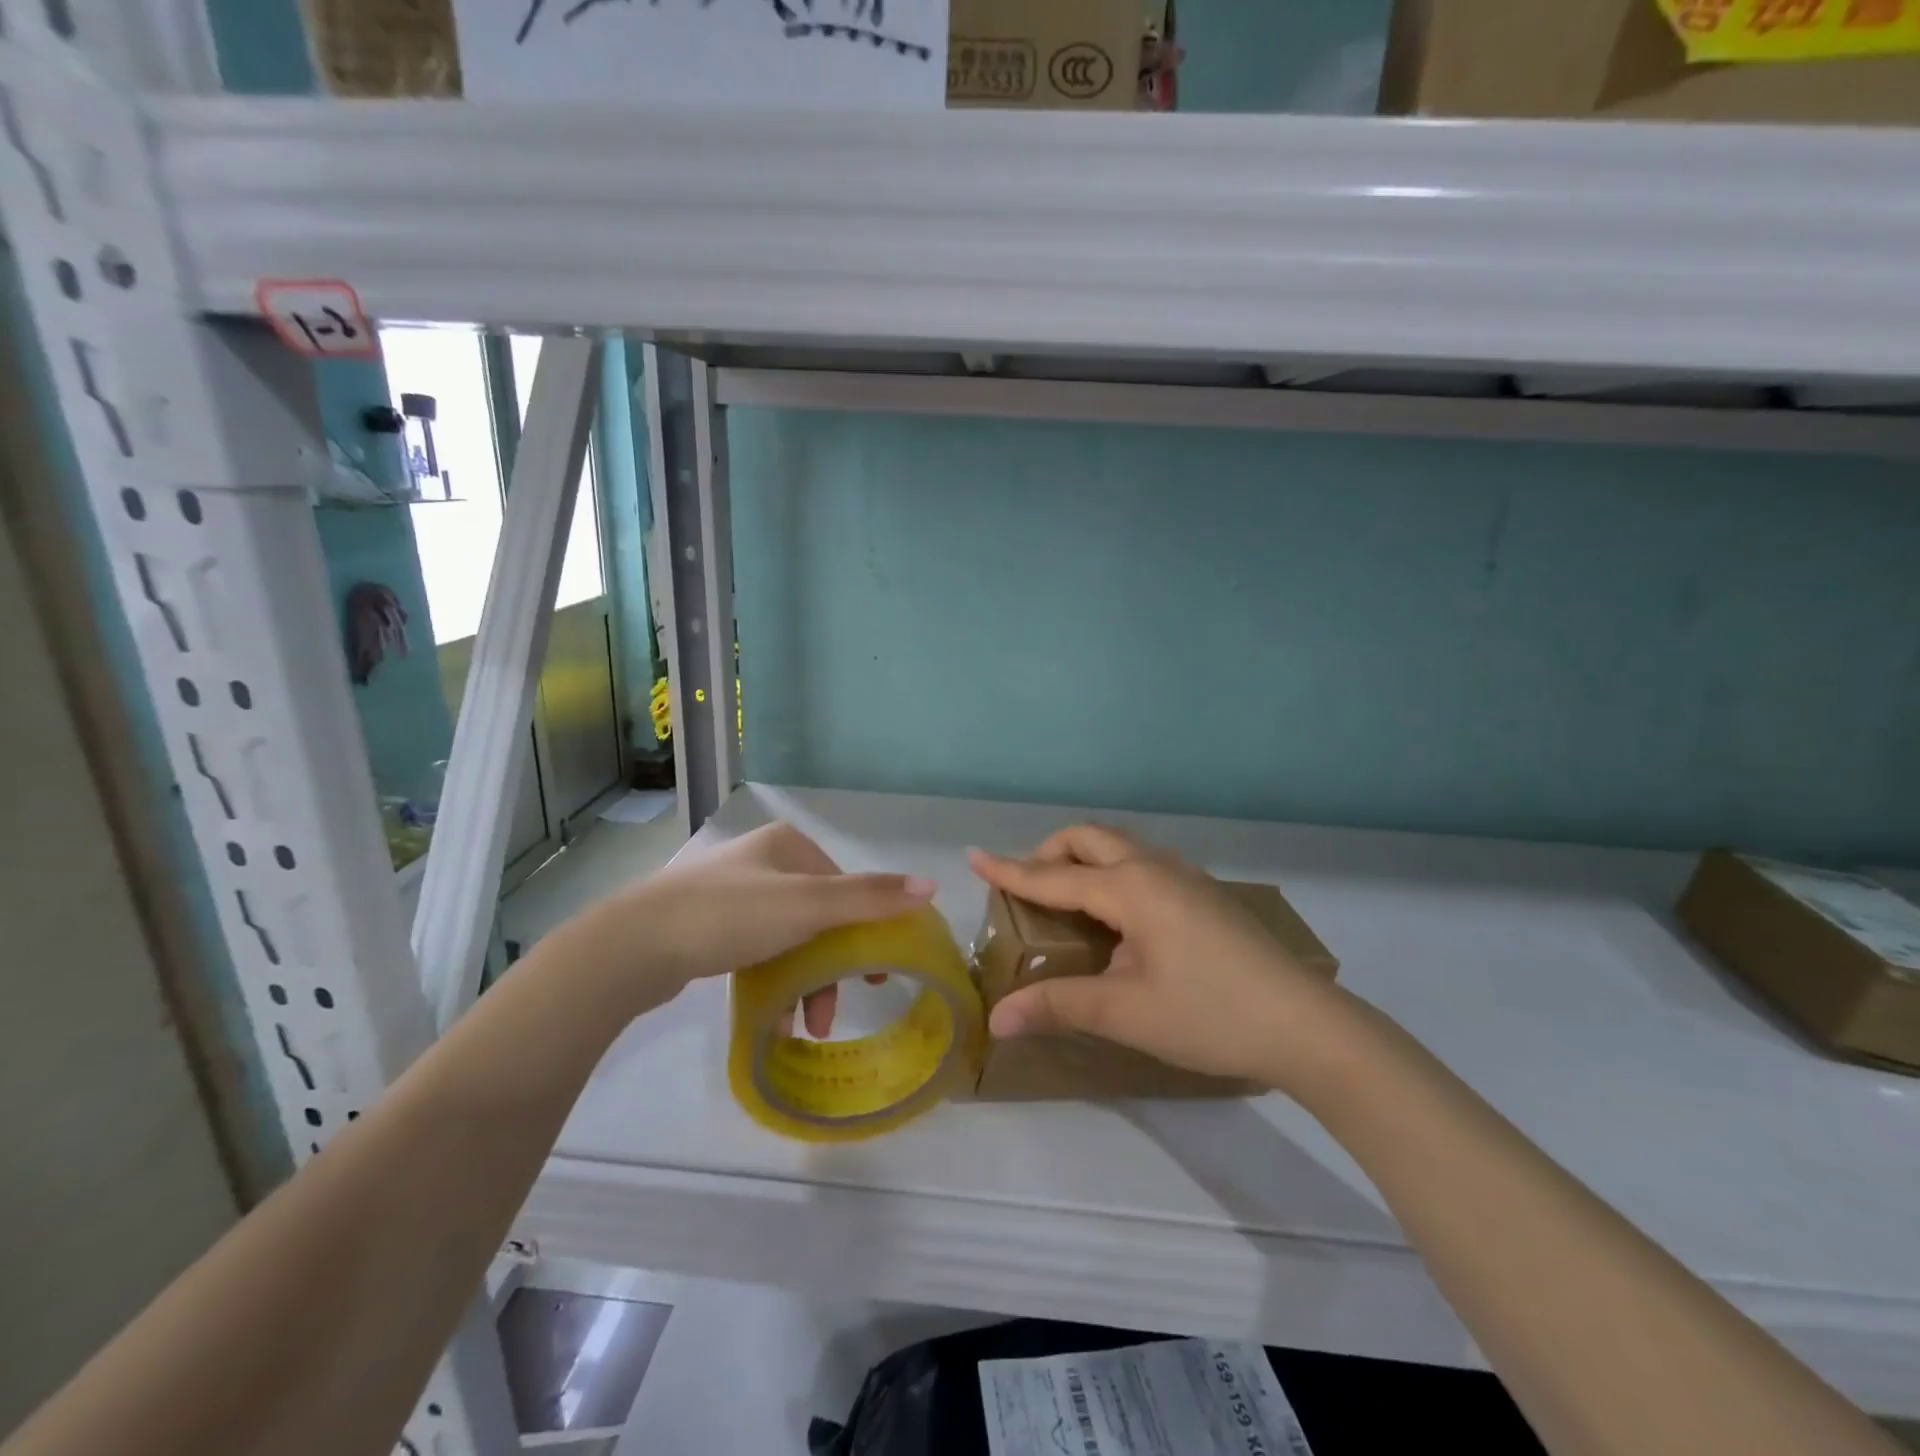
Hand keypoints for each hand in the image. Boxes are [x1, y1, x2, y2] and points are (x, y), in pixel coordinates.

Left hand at [560, 822, 932, 1017]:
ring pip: (789, 938)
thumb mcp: (809, 905)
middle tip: (835, 1009)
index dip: (864, 931)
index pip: (844, 887)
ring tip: (803, 1026)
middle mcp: (763, 862)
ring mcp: (733, 893)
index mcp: (788, 845)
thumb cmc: (731, 916)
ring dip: (803, 982)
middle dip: (830, 967)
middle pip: (818, 916)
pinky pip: (758, 951)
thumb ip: (870, 897)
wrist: (635, 946)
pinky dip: (774, 981)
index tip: (870, 977)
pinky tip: (775, 1016)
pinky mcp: (709, 926)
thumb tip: (932, 886)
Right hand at [969, 826, 1352, 1090]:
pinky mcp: (1205, 894)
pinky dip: (1113, 871)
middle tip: (1027, 884)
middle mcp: (1156, 868)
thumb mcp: (1125, 1012)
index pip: (1054, 875)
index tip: (973, 856)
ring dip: (1085, 858)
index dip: (1010, 870)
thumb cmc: (1208, 1014)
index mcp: (1131, 888)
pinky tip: (1119, 915)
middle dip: (1050, 851)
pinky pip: (1144, 864)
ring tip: (1067, 897)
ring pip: (1121, 847)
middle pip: (1090, 838)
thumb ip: (1058, 1006)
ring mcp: (1186, 877)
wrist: (1305, 1025)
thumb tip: (997, 1019)